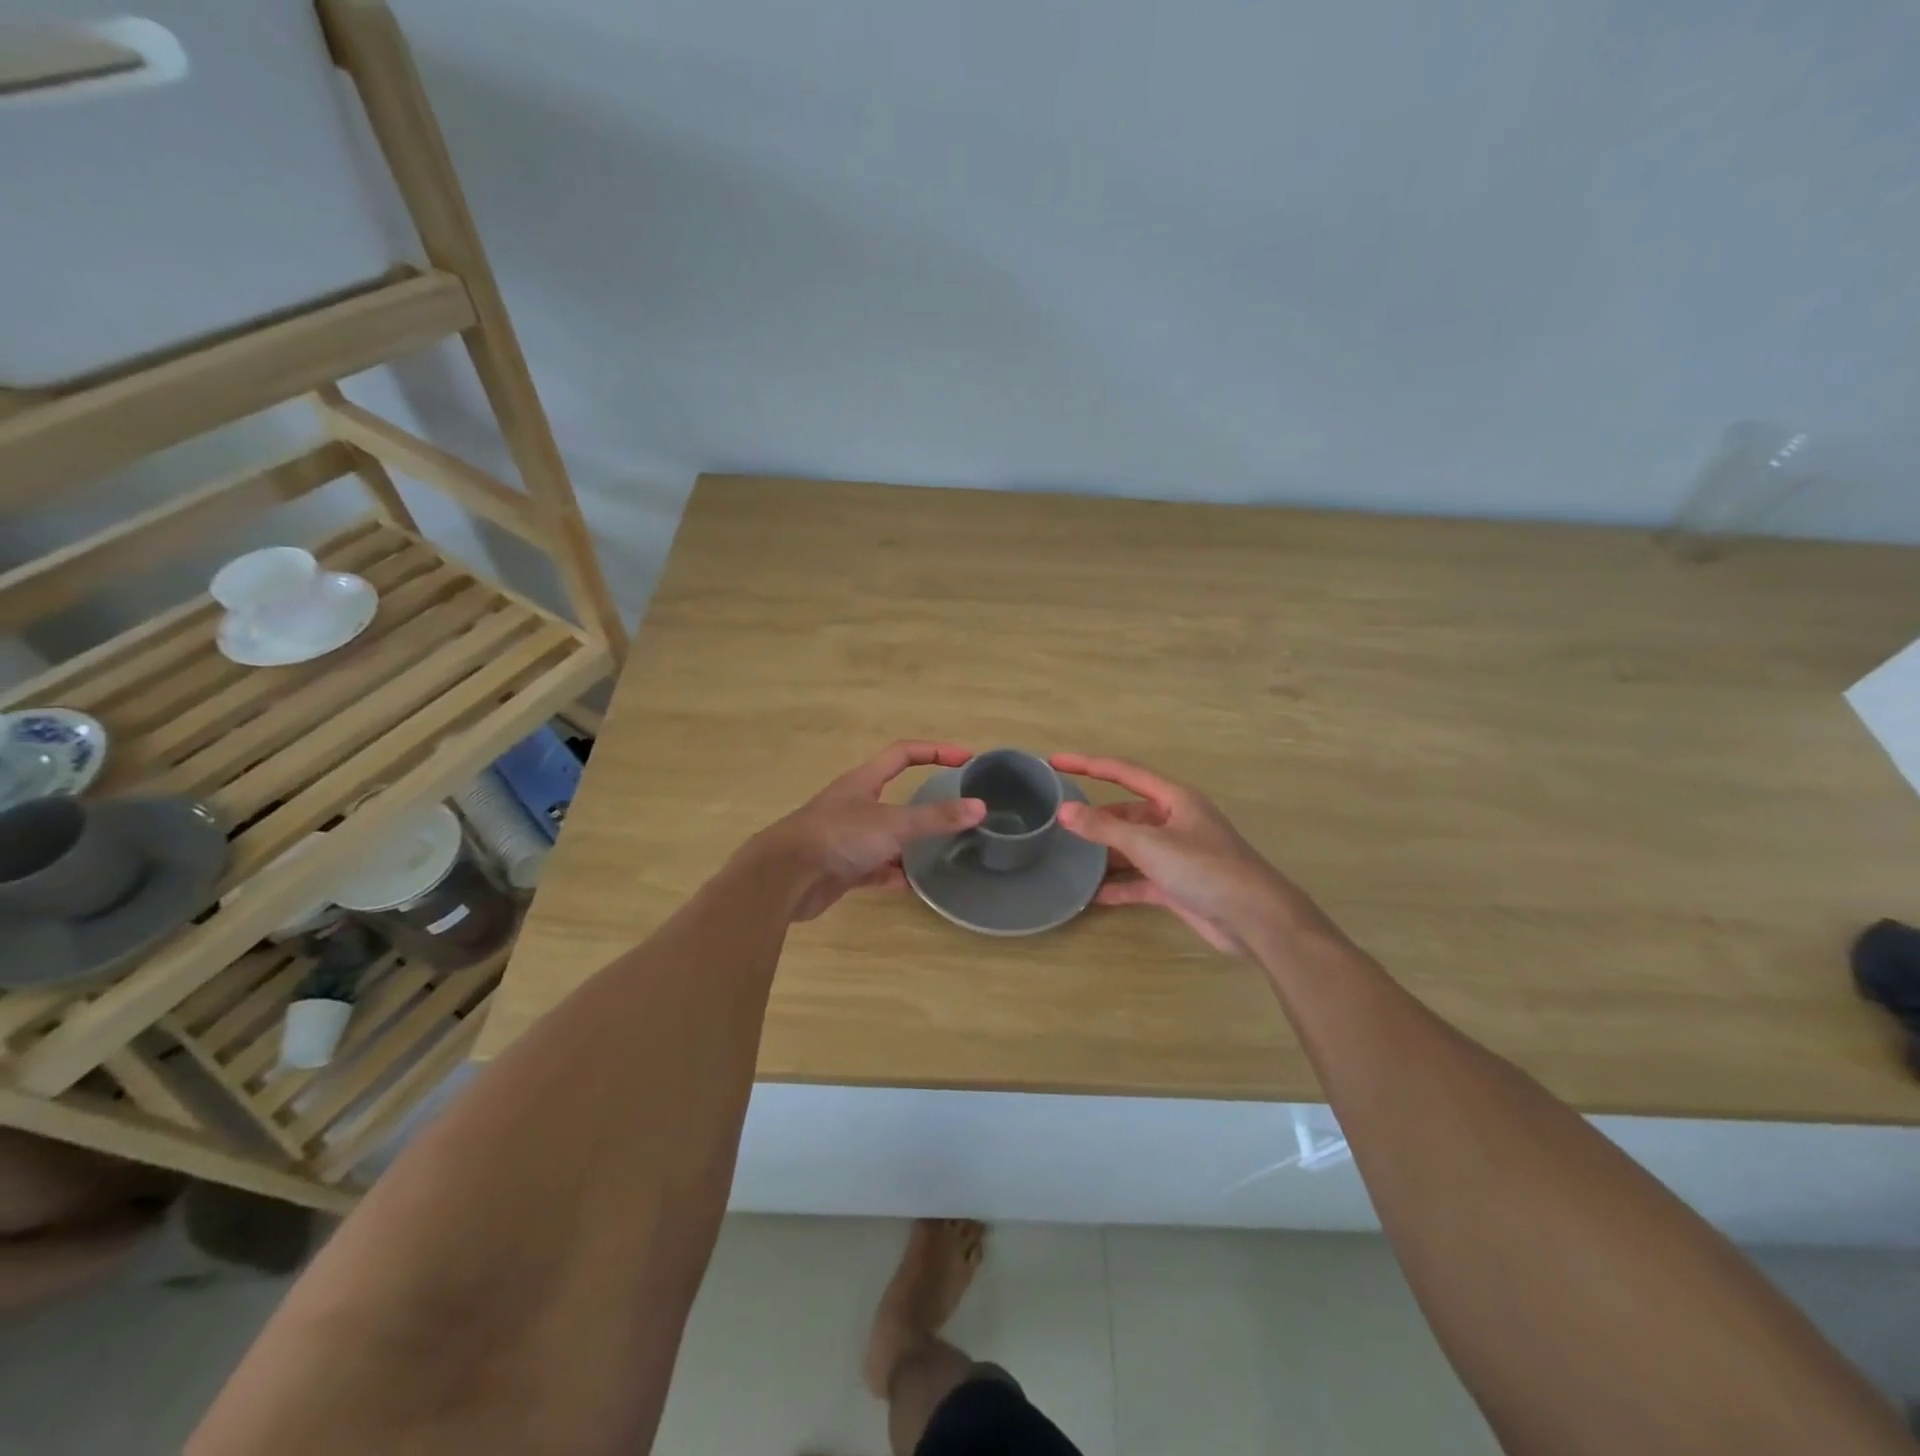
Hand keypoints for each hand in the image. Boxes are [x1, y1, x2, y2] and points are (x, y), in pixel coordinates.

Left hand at [769, 742, 985, 921]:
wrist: (783, 878)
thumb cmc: (838, 837)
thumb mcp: (892, 824)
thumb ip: (935, 817)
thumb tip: (980, 808)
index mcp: (863, 782)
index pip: (903, 754)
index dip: (935, 751)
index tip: (966, 759)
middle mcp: (854, 805)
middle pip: (896, 796)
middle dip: (925, 804)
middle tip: (957, 813)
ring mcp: (846, 838)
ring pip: (887, 836)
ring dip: (911, 844)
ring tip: (942, 852)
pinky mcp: (841, 869)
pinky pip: (875, 869)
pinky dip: (893, 875)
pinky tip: (913, 885)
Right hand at [1050, 752, 1303, 954]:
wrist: (1254, 918)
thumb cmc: (1204, 868)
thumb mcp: (1149, 843)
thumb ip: (1104, 827)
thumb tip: (1064, 811)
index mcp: (1174, 799)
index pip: (1123, 772)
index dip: (1087, 764)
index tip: (1055, 762)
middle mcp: (1175, 821)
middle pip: (1126, 812)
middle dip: (1095, 817)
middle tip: (1058, 821)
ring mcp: (1177, 854)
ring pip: (1131, 847)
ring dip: (1104, 854)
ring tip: (1068, 857)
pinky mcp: (1177, 885)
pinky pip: (1139, 880)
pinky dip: (1118, 886)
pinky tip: (1091, 894)